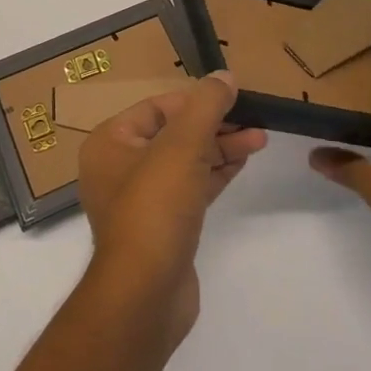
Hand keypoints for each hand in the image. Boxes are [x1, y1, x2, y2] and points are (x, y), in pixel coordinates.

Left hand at [77, 72, 267, 348]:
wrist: (145, 295)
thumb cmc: (155, 207)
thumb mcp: (182, 146)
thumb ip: (205, 106)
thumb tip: (224, 75)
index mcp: (110, 142)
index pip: (157, 107)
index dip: (196, 100)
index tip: (232, 96)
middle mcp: (119, 167)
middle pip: (173, 133)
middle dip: (214, 124)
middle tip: (253, 119)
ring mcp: (141, 200)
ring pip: (185, 161)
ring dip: (220, 148)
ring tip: (259, 138)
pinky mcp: (163, 227)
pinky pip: (190, 188)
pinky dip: (215, 173)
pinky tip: (243, 163)